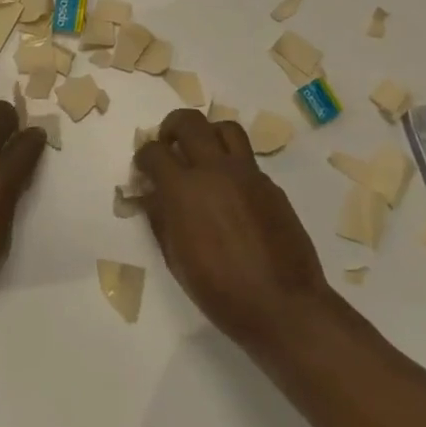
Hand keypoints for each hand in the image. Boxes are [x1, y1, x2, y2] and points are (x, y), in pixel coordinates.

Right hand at [135, 108, 336, 346]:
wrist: (281, 304)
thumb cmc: (219, 291)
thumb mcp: (176, 258)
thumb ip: (160, 218)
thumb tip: (149, 194)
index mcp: (184, 190)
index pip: (154, 152)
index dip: (143, 157)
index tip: (143, 168)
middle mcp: (215, 170)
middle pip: (189, 122)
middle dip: (171, 126)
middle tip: (168, 144)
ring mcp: (247, 174)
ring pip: (225, 128)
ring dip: (207, 133)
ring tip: (201, 153)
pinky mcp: (270, 185)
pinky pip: (246, 159)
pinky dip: (231, 163)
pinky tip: (229, 190)